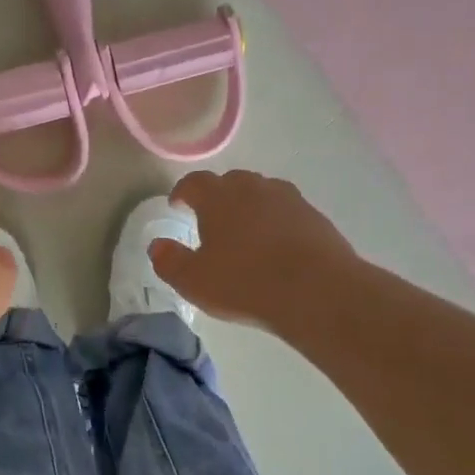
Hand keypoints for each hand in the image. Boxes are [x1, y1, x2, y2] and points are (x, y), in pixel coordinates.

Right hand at [151, 170, 357, 328]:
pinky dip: (275, 222)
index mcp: (219, 197)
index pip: (194, 182)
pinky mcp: (315, 217)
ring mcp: (289, 200)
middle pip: (230, 182)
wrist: (317, 292)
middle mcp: (254, 188)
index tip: (177, 205)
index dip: (182, 192)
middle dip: (217, 197)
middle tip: (210, 220)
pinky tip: (274, 247)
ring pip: (262, 194)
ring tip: (243, 233)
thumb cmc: (244, 283)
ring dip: (249, 207)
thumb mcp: (193, 281)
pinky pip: (286, 212)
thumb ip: (169, 261)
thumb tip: (157, 246)